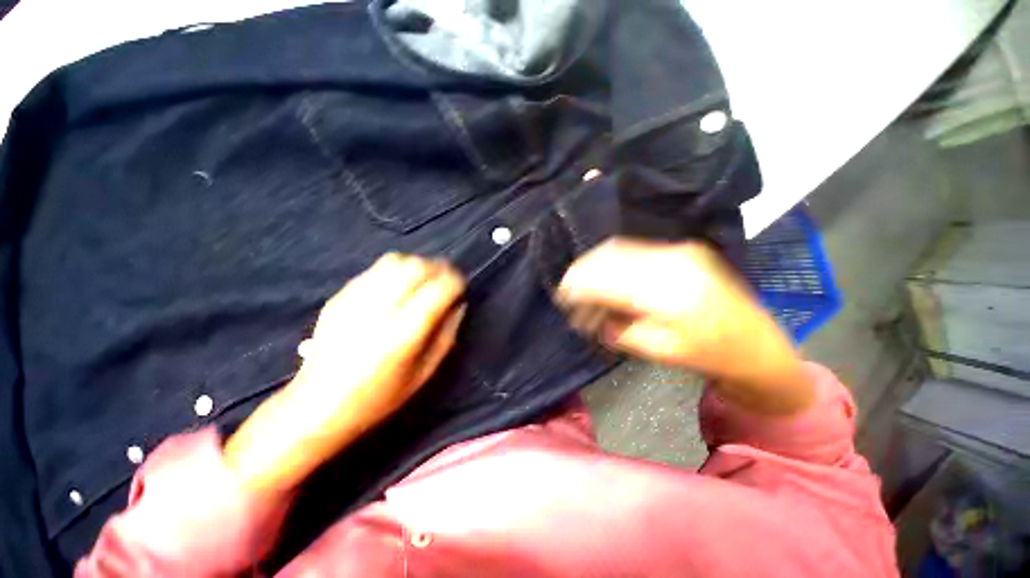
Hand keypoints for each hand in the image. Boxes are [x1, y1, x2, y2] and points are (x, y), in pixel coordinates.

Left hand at [296, 253, 465, 420]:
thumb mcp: (425, 373)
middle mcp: (380, 310)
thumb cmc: (379, 396)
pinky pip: (375, 269)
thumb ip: (447, 334)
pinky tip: (397, 285)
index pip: (439, 289)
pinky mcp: (340, 296)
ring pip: (396, 261)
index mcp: (404, 334)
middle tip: (445, 279)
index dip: (456, 281)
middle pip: (418, 267)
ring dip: (418, 265)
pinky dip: (395, 270)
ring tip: (423, 279)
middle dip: (439, 268)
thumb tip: (459, 304)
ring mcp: (356, 299)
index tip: (461, 287)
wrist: (317, 404)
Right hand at [558, 238, 812, 414]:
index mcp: (668, 293)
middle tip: (569, 291)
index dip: (578, 285)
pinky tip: (607, 277)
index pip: (607, 279)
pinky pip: (634, 249)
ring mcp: (679, 250)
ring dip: (595, 265)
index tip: (563, 296)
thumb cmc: (708, 355)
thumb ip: (617, 329)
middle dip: (582, 273)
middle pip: (609, 256)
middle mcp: (672, 261)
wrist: (756, 343)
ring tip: (586, 285)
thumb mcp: (656, 351)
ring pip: (618, 248)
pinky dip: (613, 261)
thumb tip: (590, 316)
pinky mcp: (681, 249)